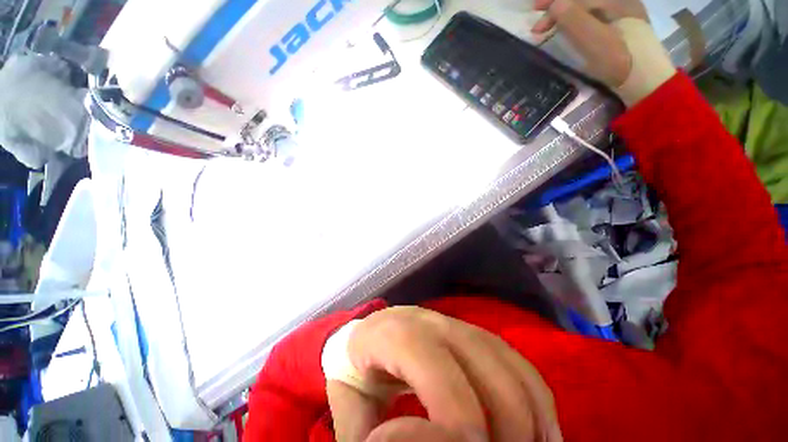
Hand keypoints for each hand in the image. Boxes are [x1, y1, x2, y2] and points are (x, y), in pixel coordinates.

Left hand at [324, 307, 561, 441]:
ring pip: (511, 366)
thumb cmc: (356, 367)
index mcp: (396, 334)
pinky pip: (517, 363)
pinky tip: (539, 431)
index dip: (458, 417)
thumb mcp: (348, 404)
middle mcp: (434, 323)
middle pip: (487, 371)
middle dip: (505, 429)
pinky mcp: (476, 334)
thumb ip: (360, 436)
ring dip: (530, 419)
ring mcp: (459, 324)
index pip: (435, 368)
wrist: (373, 330)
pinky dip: (536, 400)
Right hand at [531, 0, 675, 104]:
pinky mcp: (619, 31)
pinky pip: (593, 19)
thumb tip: (554, 4)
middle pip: (583, 0)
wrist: (646, 84)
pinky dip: (576, 23)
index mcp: (617, 0)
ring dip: (565, 17)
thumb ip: (574, 19)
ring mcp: (621, 17)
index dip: (555, 0)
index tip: (535, 10)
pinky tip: (568, 32)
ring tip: (548, 31)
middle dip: (558, 9)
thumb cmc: (621, 62)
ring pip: (587, 9)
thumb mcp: (595, 40)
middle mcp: (620, 2)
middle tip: (538, 27)